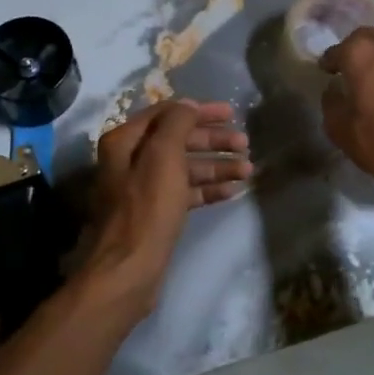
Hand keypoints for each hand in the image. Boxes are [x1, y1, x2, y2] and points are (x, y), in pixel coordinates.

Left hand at [75, 100, 250, 318]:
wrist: (128, 270)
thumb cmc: (146, 208)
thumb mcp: (163, 157)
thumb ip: (177, 124)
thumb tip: (188, 104)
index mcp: (125, 140)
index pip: (167, 114)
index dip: (200, 111)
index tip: (231, 113)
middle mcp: (130, 160)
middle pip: (178, 140)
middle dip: (212, 140)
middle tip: (245, 143)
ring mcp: (142, 189)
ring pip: (184, 168)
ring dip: (216, 165)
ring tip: (248, 169)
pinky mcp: (155, 214)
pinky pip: (185, 192)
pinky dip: (208, 189)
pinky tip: (233, 190)